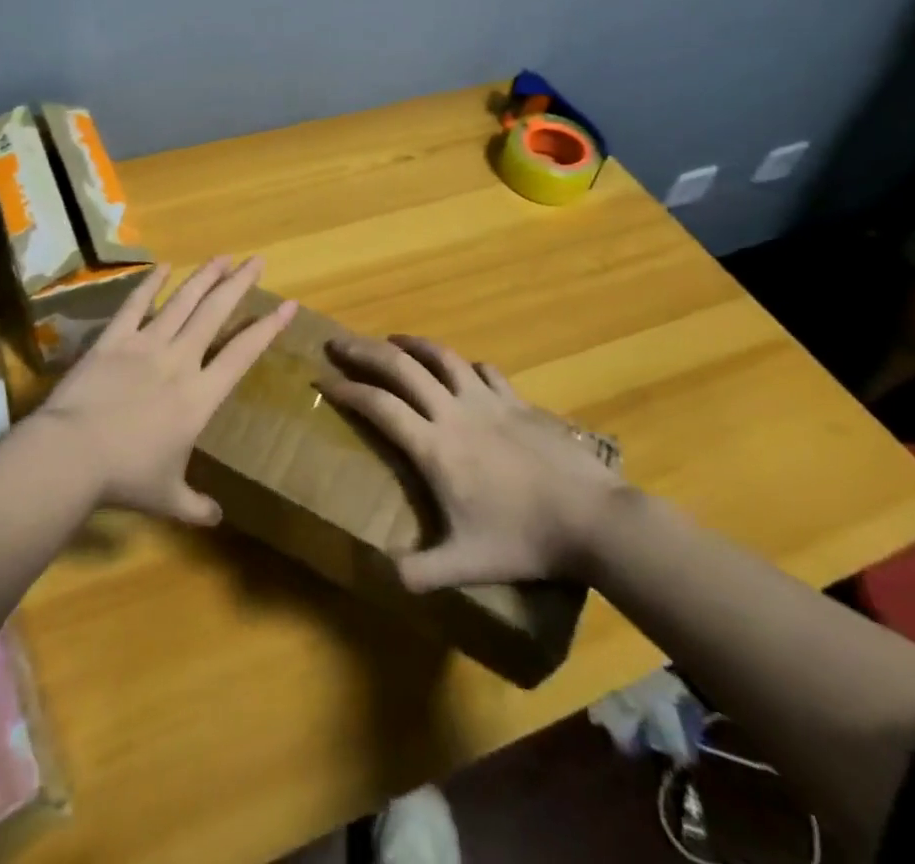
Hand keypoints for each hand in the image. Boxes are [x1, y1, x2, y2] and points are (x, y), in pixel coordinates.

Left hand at [37, 256, 296, 525]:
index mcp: (200, 396)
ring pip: (182, 302)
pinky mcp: (113, 340)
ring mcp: (145, 345)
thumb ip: (196, 506)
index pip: (243, 354)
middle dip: (239, 284)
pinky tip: (163, 265)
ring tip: (222, 256)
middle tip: (256, 260)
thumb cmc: (126, 477)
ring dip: (204, 278)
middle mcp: (179, 361)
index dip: (267, 328)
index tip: (287, 305)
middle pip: (215, 314)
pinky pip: (135, 305)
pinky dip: (149, 284)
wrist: (73, 454)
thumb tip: (216, 518)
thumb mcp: (168, 498)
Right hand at [319, 335, 624, 589]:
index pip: (379, 406)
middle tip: (338, 343)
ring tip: (391, 340)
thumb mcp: (467, 564)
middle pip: (400, 367)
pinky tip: (461, 368)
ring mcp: (488, 401)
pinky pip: (484, 370)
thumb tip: (383, 575)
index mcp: (434, 447)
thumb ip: (421, 572)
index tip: (323, 380)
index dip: (347, 390)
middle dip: (363, 351)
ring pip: (441, 356)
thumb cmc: (524, 539)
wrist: (592, 518)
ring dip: (410, 343)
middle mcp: (454, 412)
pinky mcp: (517, 402)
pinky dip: (463, 364)